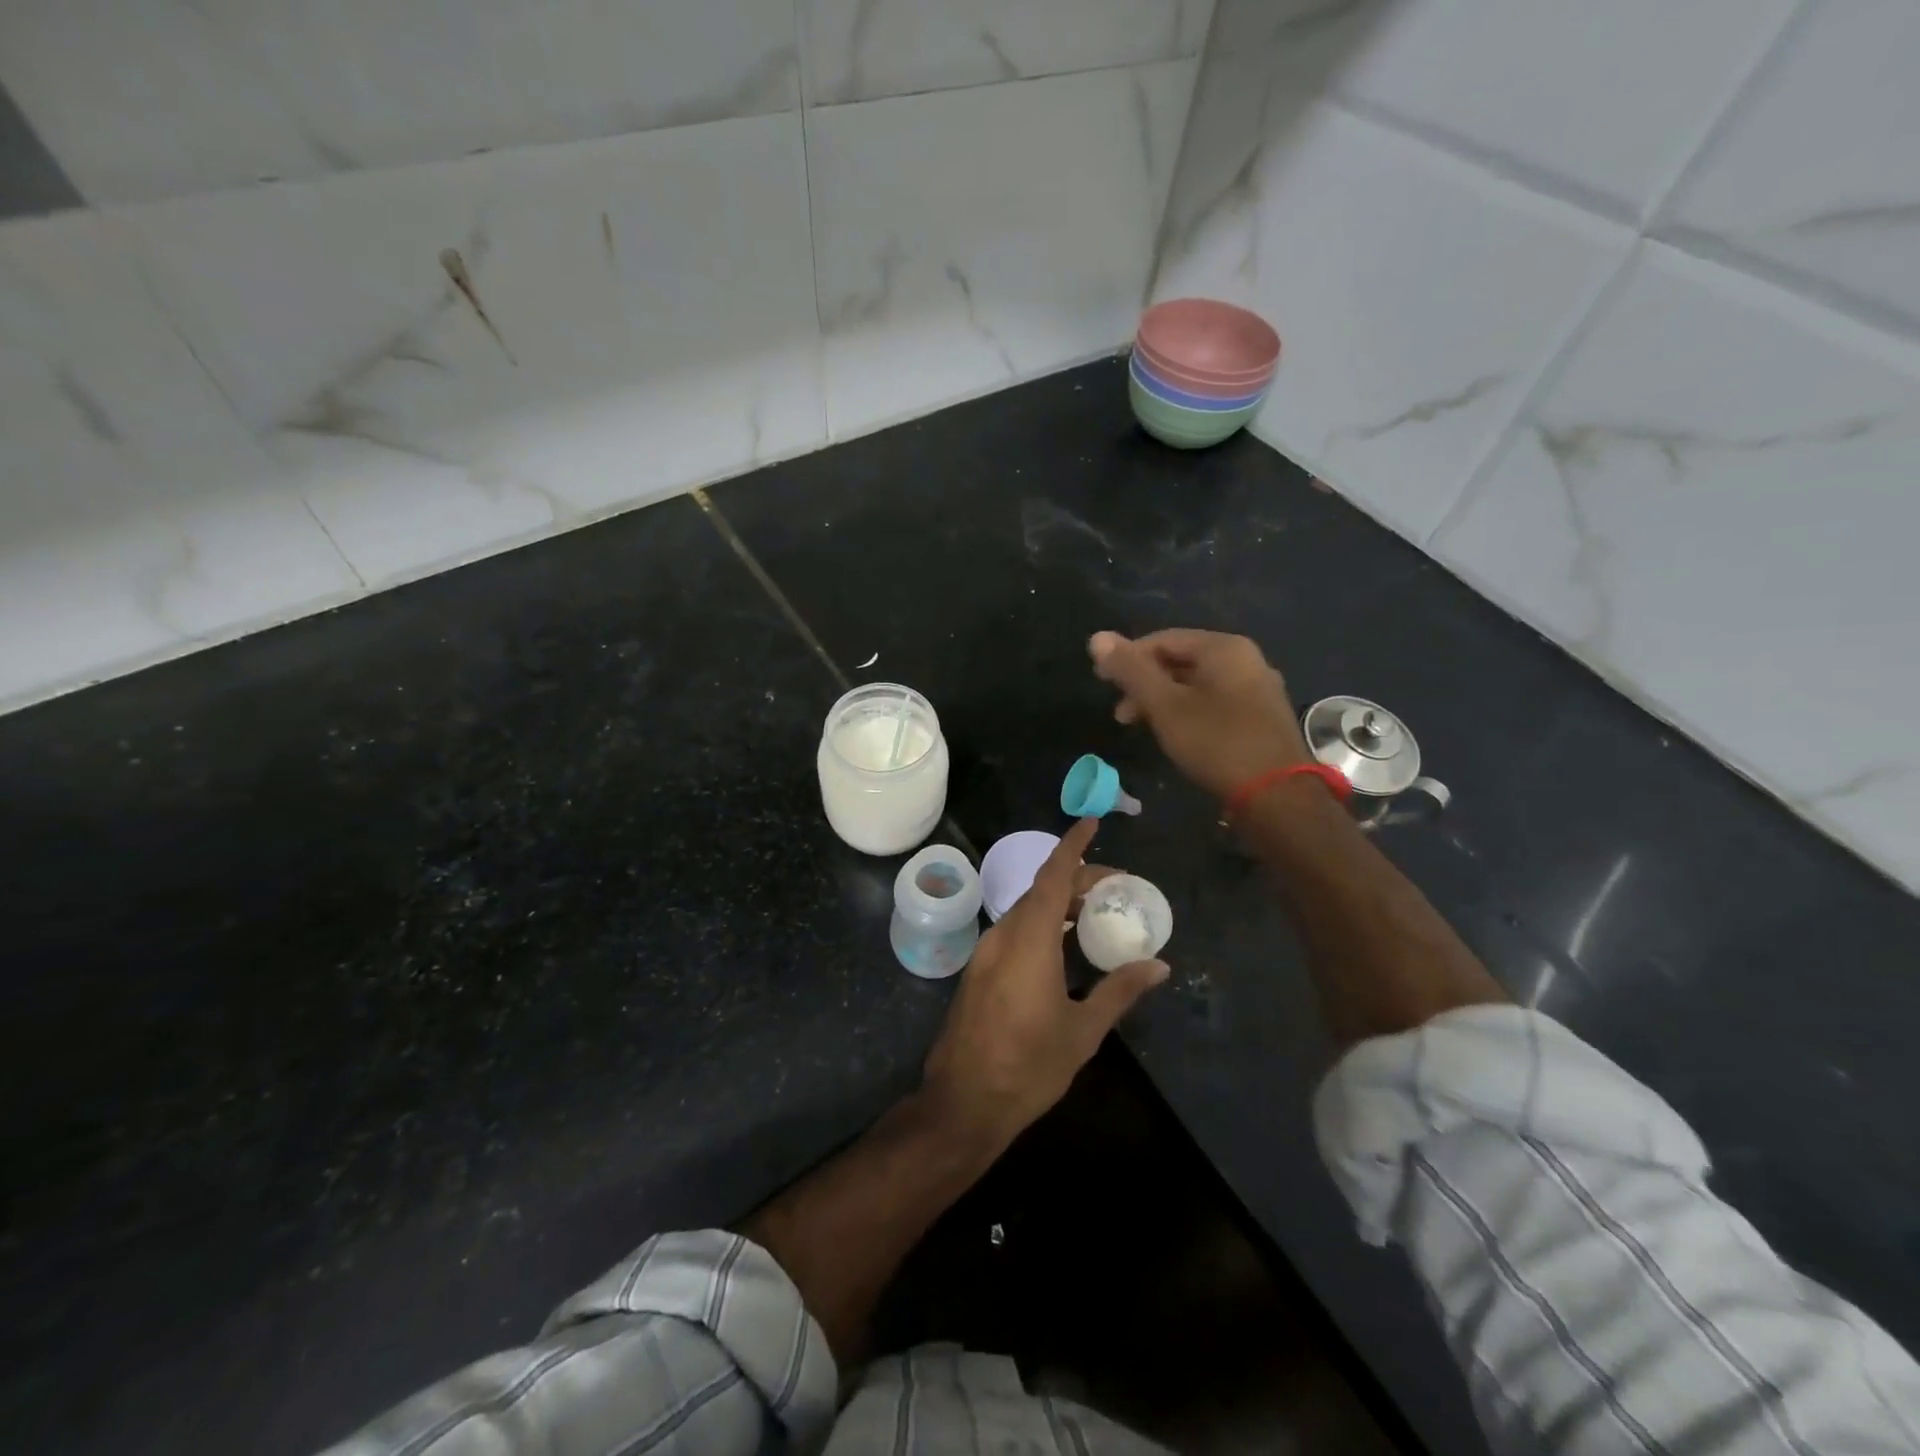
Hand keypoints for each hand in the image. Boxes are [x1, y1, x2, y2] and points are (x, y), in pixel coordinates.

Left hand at [922, 818, 1168, 1145]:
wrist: (963, 1102)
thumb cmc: (1028, 1065)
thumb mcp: (1083, 1030)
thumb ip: (1119, 991)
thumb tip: (1159, 965)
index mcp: (1029, 939)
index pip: (1052, 876)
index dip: (1073, 847)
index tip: (1092, 824)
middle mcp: (1003, 935)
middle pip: (1041, 890)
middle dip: (1077, 880)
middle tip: (1116, 888)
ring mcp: (986, 953)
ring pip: (1026, 911)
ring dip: (1058, 903)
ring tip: (1095, 913)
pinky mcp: (979, 971)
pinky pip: (1014, 931)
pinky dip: (1042, 924)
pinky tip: (1064, 945)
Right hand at [1088, 629, 1310, 800]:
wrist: (1278, 797)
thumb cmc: (1217, 743)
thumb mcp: (1165, 706)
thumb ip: (1131, 671)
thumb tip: (1096, 637)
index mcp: (1224, 648)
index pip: (1163, 639)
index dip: (1128, 658)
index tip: (1102, 683)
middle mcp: (1246, 660)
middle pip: (1181, 660)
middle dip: (1145, 683)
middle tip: (1120, 714)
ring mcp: (1258, 689)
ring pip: (1197, 684)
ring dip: (1163, 700)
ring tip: (1142, 727)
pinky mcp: (1261, 717)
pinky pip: (1214, 702)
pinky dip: (1187, 712)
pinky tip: (1175, 735)